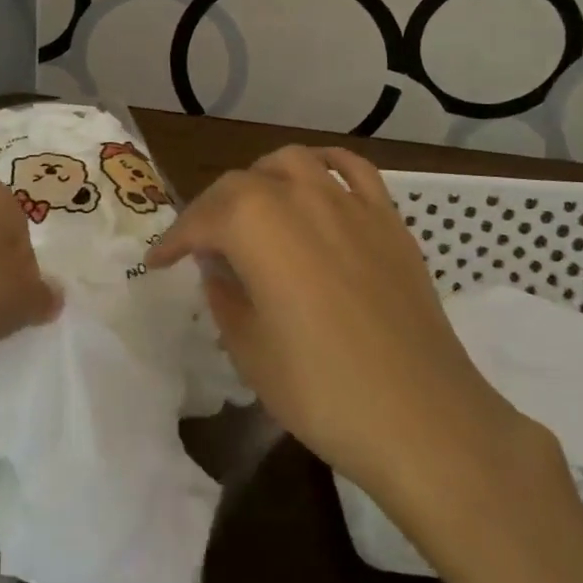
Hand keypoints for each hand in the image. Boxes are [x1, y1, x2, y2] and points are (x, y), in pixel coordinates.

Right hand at [149, 146, 552, 512]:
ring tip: (255, 207)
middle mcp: (298, 195)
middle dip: (213, 210)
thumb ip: (224, 296)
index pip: (201, 218)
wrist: (424, 419)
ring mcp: (349, 202)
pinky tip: (316, 182)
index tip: (158, 261)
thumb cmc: (322, 390)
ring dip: (263, 177)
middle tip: (203, 246)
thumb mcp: (249, 350)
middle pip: (242, 183)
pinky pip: (352, 169)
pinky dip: (325, 165)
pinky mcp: (388, 219)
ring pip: (293, 162)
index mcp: (255, 224)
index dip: (175, 239)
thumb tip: (218, 268)